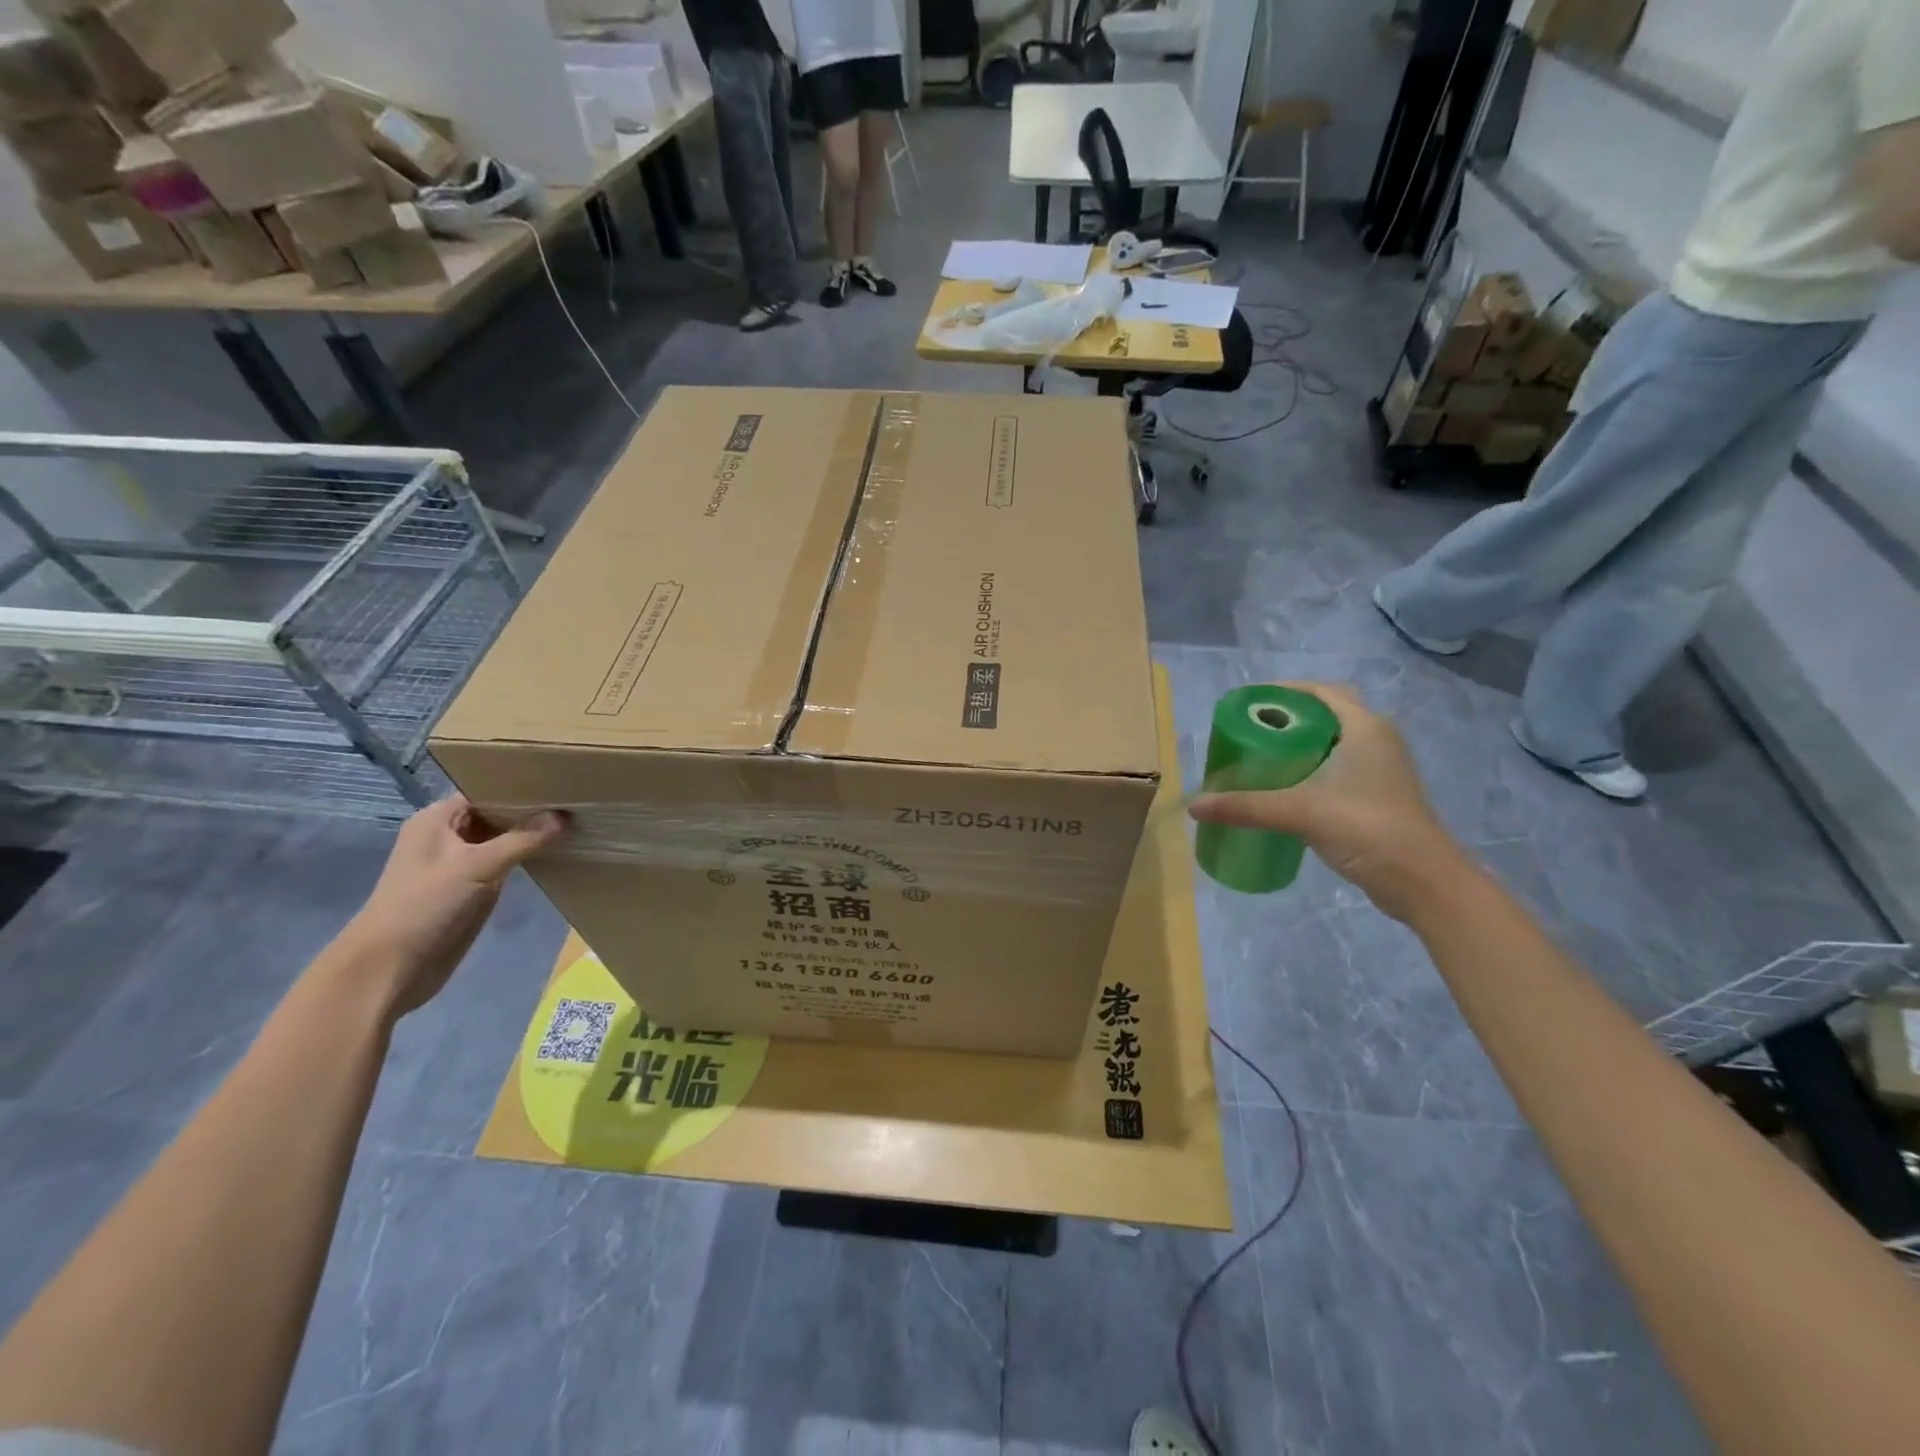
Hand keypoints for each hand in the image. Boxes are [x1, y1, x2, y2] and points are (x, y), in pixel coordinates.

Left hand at [342, 797, 568, 1017]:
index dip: (520, 786)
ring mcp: (460, 864)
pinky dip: (527, 858)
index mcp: (437, 820)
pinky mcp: (471, 890)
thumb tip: (566, 816)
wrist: (390, 969)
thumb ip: (523, 840)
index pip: (485, 790)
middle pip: (496, 814)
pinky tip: (558, 852)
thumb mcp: (477, 866)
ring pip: (503, 840)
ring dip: (532, 835)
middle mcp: (447, 836)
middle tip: (577, 800)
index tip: (561, 782)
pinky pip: (505, 864)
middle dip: (532, 810)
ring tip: (577, 821)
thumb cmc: (425, 906)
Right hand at [1188, 682, 1468, 920]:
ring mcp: (1381, 769)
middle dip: (1288, 719)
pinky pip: (1339, 768)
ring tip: (1260, 758)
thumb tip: (1194, 806)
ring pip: (1333, 743)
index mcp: (1364, 728)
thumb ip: (1245, 807)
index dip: (1285, 691)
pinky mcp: (1379, 796)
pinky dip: (1312, 769)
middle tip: (1250, 732)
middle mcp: (1377, 740)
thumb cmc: (1366, 828)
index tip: (1250, 702)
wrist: (1422, 880)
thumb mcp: (1298, 812)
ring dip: (1300, 746)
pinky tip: (1286, 790)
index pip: (1322, 692)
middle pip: (1326, 715)